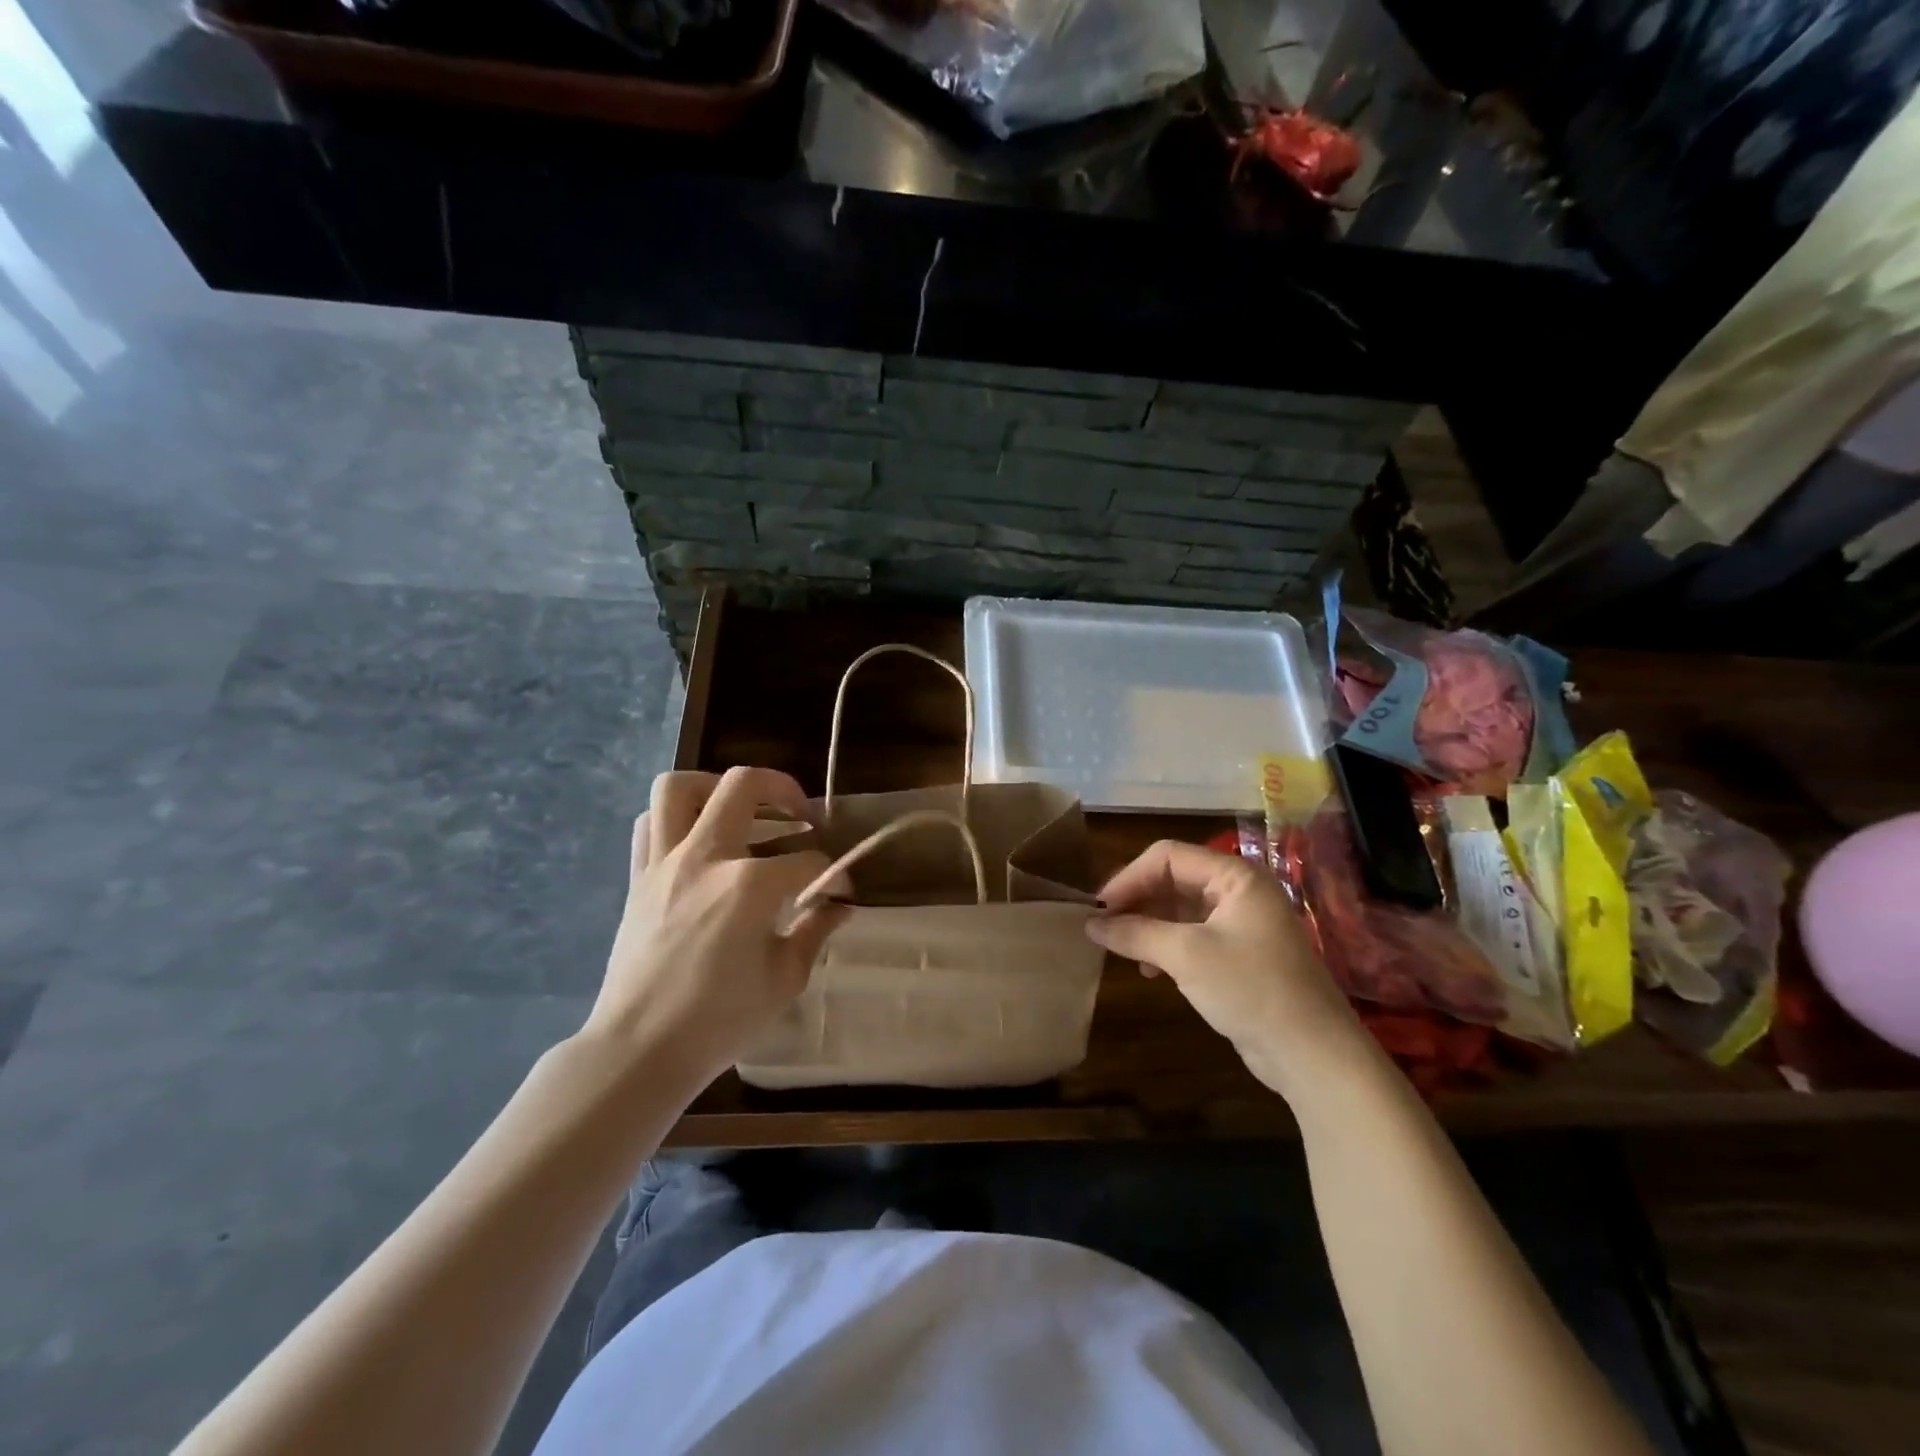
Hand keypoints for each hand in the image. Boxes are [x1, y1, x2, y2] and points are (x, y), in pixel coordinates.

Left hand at [583, 767, 849, 1090]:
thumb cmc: (719, 1020)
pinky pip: (649, 824)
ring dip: (716, 788)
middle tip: (800, 814)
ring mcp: (664, 863)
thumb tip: (839, 905)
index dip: (834, 874)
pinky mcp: (638, 878)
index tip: (841, 892)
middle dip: (783, 789)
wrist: (640, 1050)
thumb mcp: (785, 979)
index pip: (807, 860)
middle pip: (743, 785)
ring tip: (741, 811)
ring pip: (679, 788)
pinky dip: (675, 819)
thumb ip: (815, 930)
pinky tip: (699, 842)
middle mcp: (705, 857)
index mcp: (749, 885)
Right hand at [1087, 841, 1369, 1097]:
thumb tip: (1090, 923)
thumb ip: (1135, 933)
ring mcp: (1241, 923)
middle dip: (1136, 900)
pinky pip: (1191, 936)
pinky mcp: (1239, 954)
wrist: (1313, 1055)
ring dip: (1147, 925)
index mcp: (1235, 876)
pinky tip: (1150, 971)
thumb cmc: (1251, 989)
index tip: (1098, 909)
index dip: (1128, 878)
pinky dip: (1165, 946)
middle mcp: (1239, 890)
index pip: (1167, 857)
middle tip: (1102, 927)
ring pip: (1179, 909)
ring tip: (1122, 949)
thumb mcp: (1186, 955)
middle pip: (1172, 879)